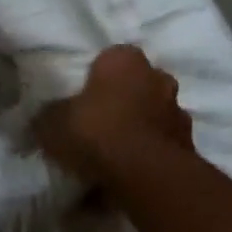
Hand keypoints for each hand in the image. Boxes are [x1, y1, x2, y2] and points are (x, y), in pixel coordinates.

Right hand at [34, 45, 194, 187]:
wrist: (145, 173)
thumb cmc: (96, 131)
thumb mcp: (52, 122)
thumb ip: (48, 116)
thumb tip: (42, 119)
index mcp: (125, 59)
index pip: (110, 58)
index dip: (95, 78)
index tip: (82, 99)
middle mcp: (158, 77)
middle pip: (137, 85)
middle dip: (123, 101)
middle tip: (99, 124)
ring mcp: (178, 110)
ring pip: (153, 114)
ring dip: (140, 128)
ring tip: (116, 153)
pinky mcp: (189, 143)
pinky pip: (162, 144)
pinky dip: (150, 154)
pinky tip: (132, 172)